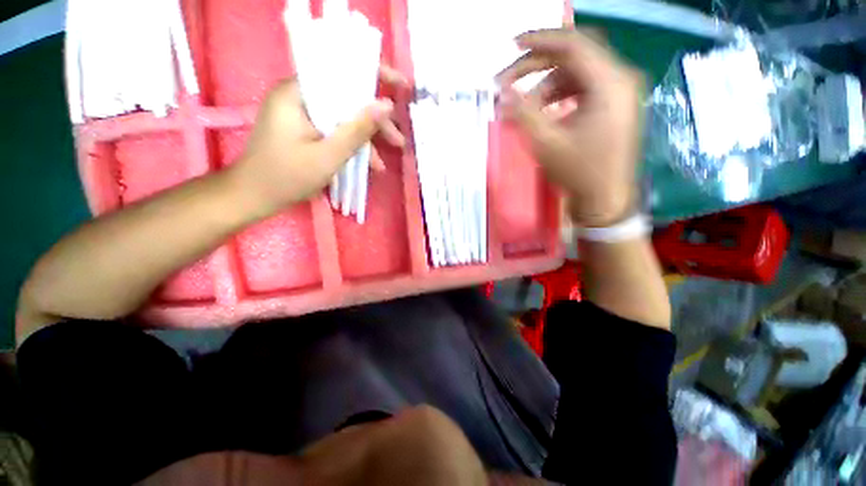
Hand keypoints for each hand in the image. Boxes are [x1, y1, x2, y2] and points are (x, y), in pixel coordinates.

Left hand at [231, 68, 406, 214]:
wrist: (254, 197)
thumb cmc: (286, 177)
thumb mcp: (328, 156)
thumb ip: (357, 130)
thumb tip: (386, 106)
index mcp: (298, 93)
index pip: (341, 73)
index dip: (375, 77)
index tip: (401, 88)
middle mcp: (299, 96)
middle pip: (346, 99)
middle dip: (374, 122)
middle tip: (398, 140)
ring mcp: (302, 114)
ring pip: (343, 119)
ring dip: (365, 140)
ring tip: (382, 165)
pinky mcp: (305, 130)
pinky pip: (335, 131)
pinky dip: (351, 147)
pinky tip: (367, 166)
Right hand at [497, 29, 644, 226]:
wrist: (606, 201)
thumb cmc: (579, 173)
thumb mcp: (546, 143)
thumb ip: (523, 112)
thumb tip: (503, 91)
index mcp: (610, 82)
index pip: (574, 44)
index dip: (540, 40)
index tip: (512, 44)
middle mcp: (619, 79)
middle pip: (575, 55)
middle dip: (539, 64)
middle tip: (509, 79)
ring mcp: (619, 93)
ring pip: (577, 73)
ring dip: (546, 85)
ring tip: (523, 106)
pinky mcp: (613, 106)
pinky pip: (583, 89)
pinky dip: (559, 95)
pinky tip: (543, 111)